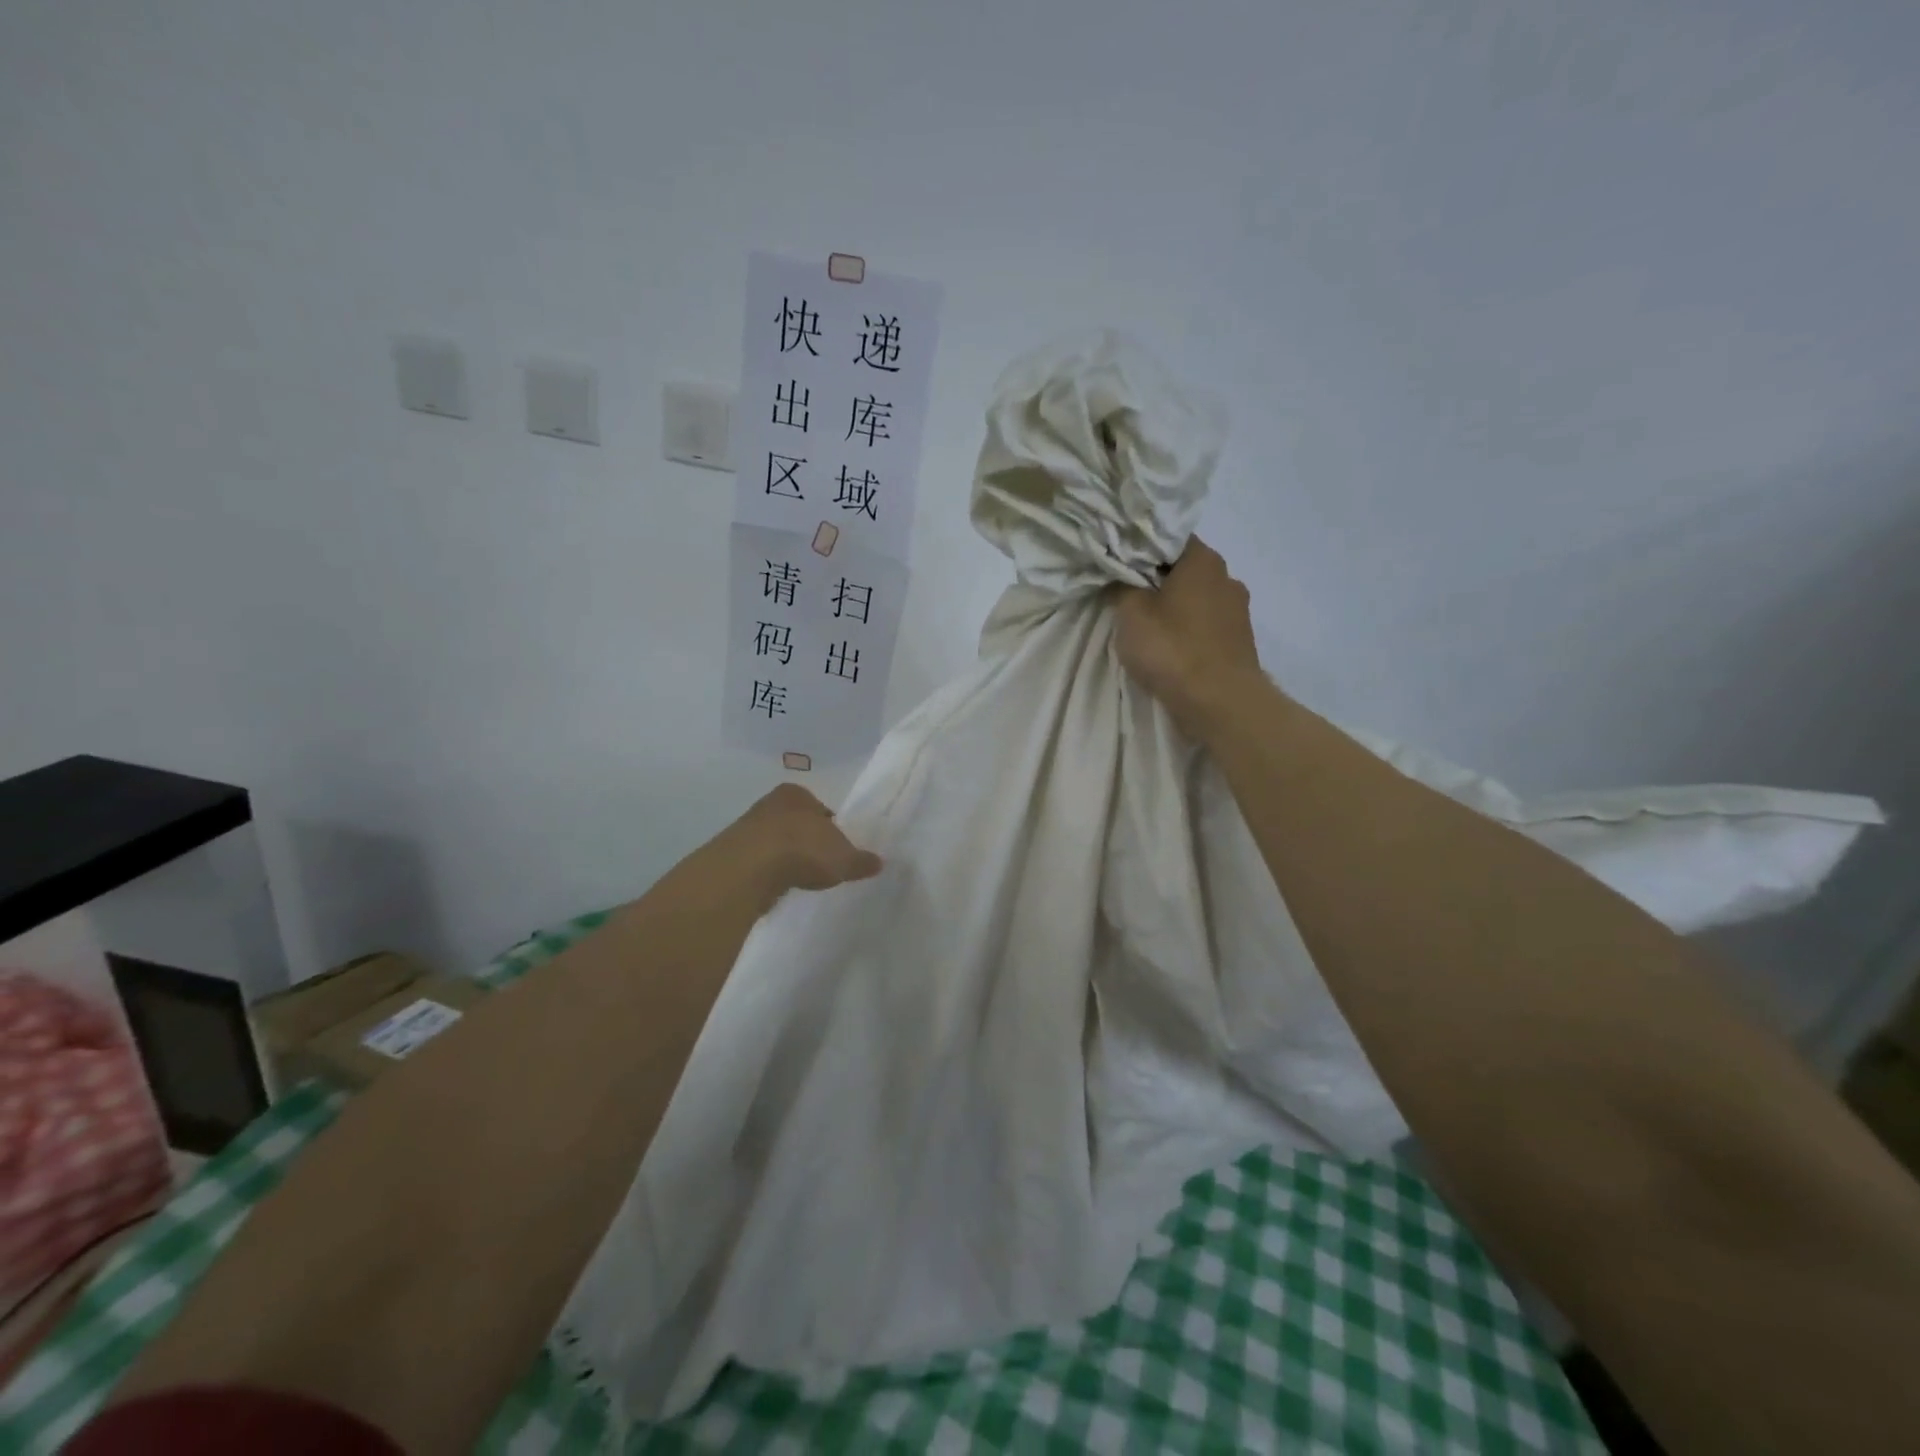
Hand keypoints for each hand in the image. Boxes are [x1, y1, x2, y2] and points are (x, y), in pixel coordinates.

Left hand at [712, 783, 882, 909]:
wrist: (749, 869)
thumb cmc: (802, 849)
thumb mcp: (843, 858)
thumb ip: (861, 860)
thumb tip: (879, 862)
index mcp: (797, 794)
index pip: (820, 809)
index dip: (831, 829)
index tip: (838, 849)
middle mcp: (770, 804)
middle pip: (796, 823)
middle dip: (807, 841)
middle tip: (821, 864)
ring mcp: (746, 828)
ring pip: (775, 842)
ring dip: (786, 858)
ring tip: (799, 879)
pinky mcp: (731, 854)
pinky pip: (759, 862)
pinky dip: (769, 872)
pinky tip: (778, 886)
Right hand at [1114, 536, 1269, 739]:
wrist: (1221, 702)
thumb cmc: (1172, 649)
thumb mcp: (1131, 613)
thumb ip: (1121, 587)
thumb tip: (1118, 576)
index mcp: (1203, 559)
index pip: (1168, 537)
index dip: (1141, 547)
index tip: (1118, 562)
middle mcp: (1227, 576)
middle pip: (1184, 569)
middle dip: (1156, 579)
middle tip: (1126, 594)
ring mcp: (1238, 610)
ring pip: (1196, 598)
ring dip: (1174, 607)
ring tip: (1146, 625)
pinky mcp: (1239, 640)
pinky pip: (1206, 624)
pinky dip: (1188, 630)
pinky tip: (1170, 646)